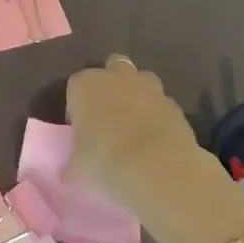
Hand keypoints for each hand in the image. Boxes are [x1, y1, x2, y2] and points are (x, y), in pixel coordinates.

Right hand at [66, 55, 242, 224]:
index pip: (75, 86)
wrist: (158, 168)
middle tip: (109, 116)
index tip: (81, 130)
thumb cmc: (105, 161)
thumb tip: (68, 173)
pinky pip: (161, 104)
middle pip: (111, 69)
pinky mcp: (175, 104)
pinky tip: (156, 141)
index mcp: (84, 85)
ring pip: (141, 81)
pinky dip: (158, 116)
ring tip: (135, 126)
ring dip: (137, 96)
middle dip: (111, 85)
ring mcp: (149, 87)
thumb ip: (72, 164)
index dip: (77, 107)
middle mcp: (115, 77)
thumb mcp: (78, 168)